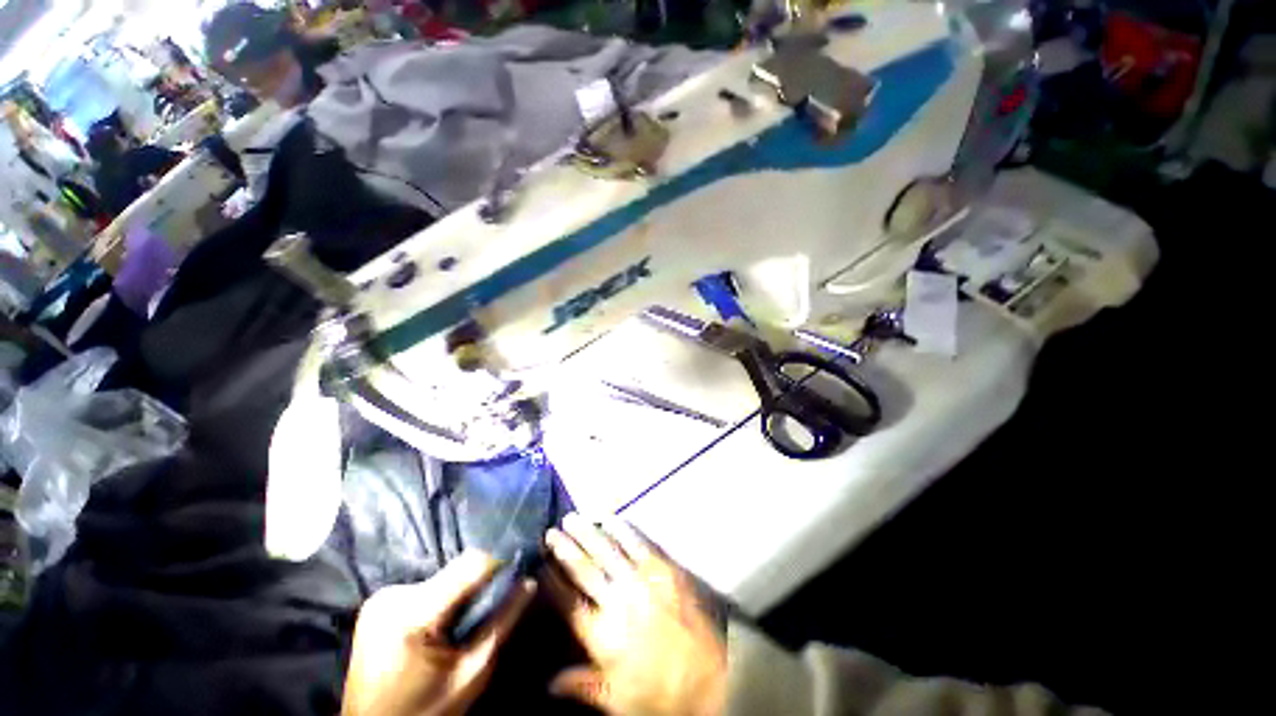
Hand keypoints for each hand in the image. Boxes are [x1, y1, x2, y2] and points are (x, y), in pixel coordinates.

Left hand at [341, 551, 535, 715]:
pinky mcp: (376, 601)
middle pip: (455, 570)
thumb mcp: (471, 672)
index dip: (498, 564)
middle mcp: (393, 595)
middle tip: (486, 609)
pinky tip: (436, 625)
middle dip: (476, 584)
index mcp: (414, 615)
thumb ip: (501, 622)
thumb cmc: (425, 710)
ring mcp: (381, 597)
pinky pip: (423, 587)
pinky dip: (438, 599)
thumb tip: (529, 582)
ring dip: (457, 591)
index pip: (471, 563)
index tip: (516, 574)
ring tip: (459, 622)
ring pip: (441, 576)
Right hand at [544, 513, 725, 715]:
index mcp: (602, 635)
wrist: (710, 677)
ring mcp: (641, 581)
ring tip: (572, 518)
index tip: (541, 563)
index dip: (553, 580)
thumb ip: (581, 686)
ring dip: (588, 533)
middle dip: (565, 549)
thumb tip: (547, 684)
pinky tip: (610, 518)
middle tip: (551, 531)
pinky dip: (622, 529)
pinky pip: (638, 543)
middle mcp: (617, 601)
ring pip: (607, 551)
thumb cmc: (659, 691)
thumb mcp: (616, 700)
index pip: (568, 602)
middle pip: (584, 569)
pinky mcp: (663, 569)